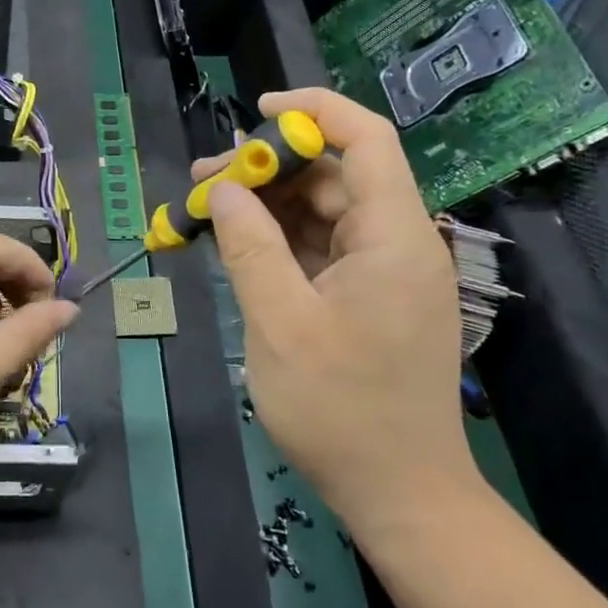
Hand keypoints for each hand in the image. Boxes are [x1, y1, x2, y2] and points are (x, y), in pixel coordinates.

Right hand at [196, 88, 473, 527]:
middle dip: (270, 167)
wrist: (402, 497)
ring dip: (269, 205)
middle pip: (335, 175)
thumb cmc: (342, 411)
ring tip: (208, 209)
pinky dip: (280, 240)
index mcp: (393, 236)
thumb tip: (224, 190)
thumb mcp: (281, 324)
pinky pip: (323, 248)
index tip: (256, 113)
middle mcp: (398, 242)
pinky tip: (237, 245)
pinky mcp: (371, 298)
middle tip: (204, 180)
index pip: (366, 139)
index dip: (314, 111)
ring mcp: (385, 272)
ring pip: (324, 212)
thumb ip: (250, 247)